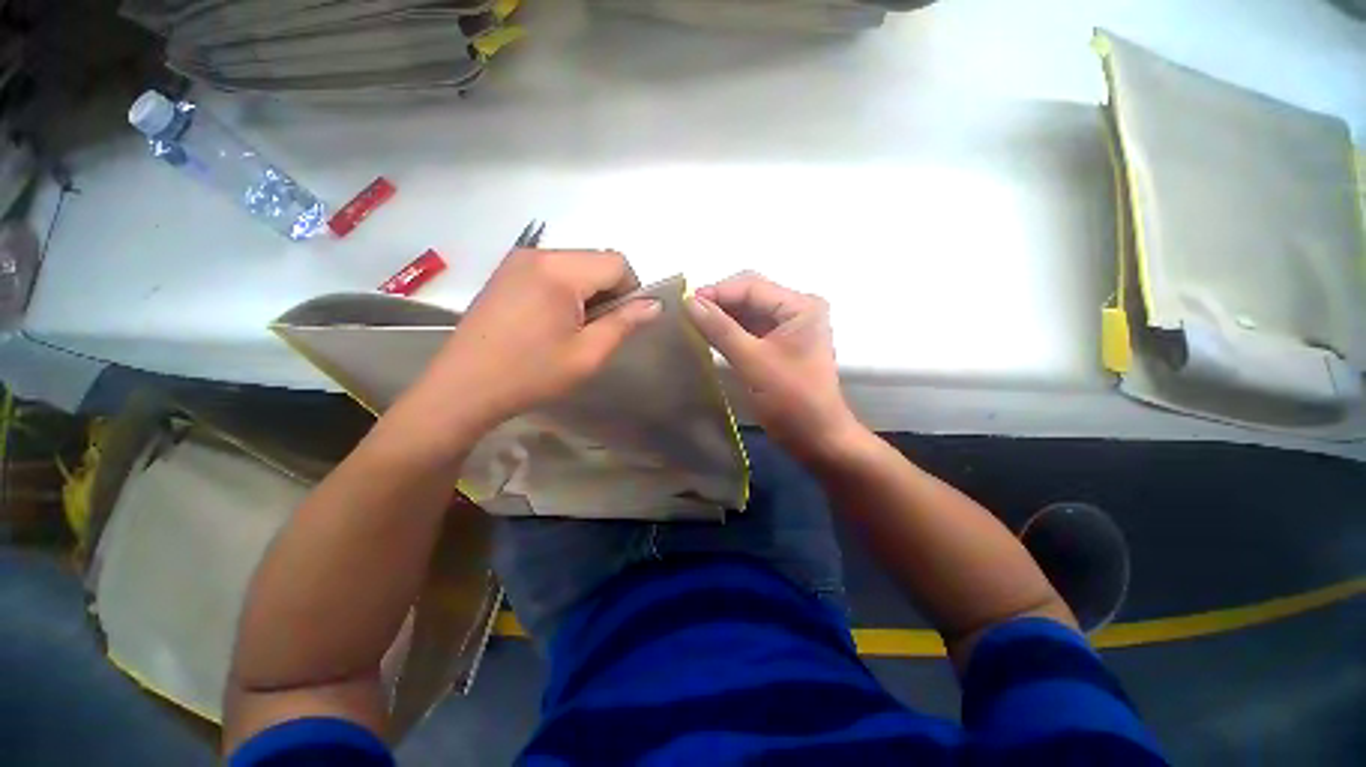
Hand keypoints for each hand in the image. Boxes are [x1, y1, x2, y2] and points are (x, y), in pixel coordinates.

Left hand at [413, 249, 660, 435]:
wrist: (464, 387)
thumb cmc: (532, 373)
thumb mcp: (588, 354)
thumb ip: (625, 323)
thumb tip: (655, 305)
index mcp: (559, 270)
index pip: (617, 262)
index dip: (630, 291)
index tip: (620, 323)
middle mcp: (538, 253)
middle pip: (596, 259)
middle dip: (608, 291)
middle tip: (596, 329)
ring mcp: (517, 260)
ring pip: (576, 264)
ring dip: (587, 291)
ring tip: (573, 327)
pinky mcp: (506, 272)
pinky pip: (552, 270)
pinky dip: (566, 290)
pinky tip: (551, 320)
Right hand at [685, 272, 859, 462]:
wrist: (817, 438)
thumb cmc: (792, 400)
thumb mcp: (753, 362)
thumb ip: (721, 329)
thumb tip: (690, 302)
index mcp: (800, 306)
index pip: (752, 287)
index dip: (717, 292)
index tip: (684, 302)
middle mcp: (797, 310)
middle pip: (750, 296)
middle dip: (718, 303)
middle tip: (685, 313)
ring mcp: (789, 328)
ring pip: (748, 313)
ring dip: (722, 317)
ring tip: (691, 322)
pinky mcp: (780, 345)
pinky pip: (750, 330)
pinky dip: (729, 332)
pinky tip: (708, 335)